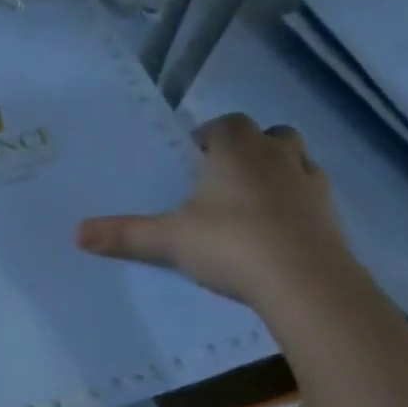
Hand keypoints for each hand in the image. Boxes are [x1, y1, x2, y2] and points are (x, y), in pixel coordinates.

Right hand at [75, 113, 357, 309]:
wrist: (305, 282)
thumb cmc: (231, 244)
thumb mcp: (168, 240)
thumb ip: (124, 234)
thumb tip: (76, 233)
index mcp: (236, 149)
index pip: (225, 124)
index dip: (209, 138)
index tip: (191, 161)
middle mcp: (277, 155)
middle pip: (267, 135)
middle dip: (246, 149)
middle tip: (221, 179)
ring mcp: (310, 182)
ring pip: (295, 159)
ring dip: (277, 170)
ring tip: (251, 201)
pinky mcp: (331, 212)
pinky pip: (313, 193)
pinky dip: (297, 202)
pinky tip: (279, 228)